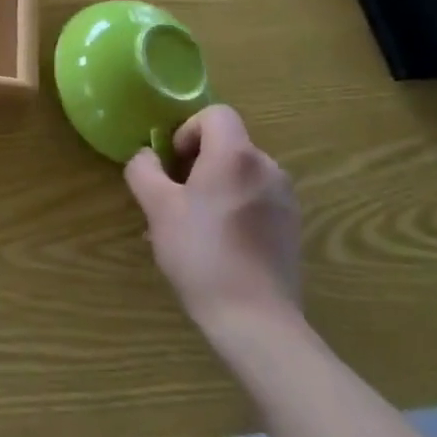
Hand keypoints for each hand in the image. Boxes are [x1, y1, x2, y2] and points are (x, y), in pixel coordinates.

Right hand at [123, 104, 301, 337]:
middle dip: (198, 161)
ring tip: (193, 225)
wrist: (256, 321)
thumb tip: (147, 156)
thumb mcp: (157, 208)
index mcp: (236, 155)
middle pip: (228, 144)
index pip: (216, 114)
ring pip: (242, 174)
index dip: (188, 129)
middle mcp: (267, 169)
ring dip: (216, 186)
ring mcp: (286, 200)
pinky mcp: (293, 229)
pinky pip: (257, 200)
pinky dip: (236, 208)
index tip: (174, 162)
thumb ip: (144, 169)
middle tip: (175, 196)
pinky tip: (219, 245)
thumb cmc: (201, 253)